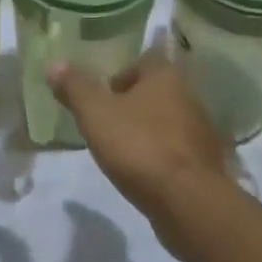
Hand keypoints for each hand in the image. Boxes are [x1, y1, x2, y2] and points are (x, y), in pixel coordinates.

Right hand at [48, 52, 231, 223]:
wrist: (188, 201)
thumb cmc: (139, 146)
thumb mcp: (95, 114)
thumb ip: (75, 87)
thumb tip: (54, 63)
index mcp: (165, 76)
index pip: (144, 60)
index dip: (122, 74)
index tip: (103, 96)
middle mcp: (190, 96)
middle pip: (157, 91)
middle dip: (133, 104)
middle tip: (107, 123)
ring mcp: (202, 131)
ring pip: (168, 120)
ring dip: (148, 130)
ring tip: (123, 150)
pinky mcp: (207, 162)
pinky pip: (178, 149)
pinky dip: (162, 155)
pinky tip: (145, 172)